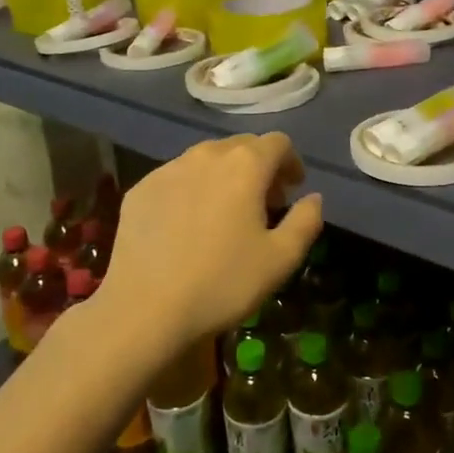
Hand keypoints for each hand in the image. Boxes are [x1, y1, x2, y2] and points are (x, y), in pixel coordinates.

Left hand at [100, 133, 323, 347]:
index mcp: (245, 165)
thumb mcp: (281, 259)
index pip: (277, 143)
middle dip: (260, 167)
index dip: (291, 162)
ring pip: (207, 159)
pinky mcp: (140, 189)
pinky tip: (188, 226)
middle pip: (242, 146)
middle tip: (264, 204)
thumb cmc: (222, 283)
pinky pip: (177, 177)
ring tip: (226, 213)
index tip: (292, 189)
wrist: (144, 309)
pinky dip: (192, 190)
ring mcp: (168, 169)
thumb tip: (313, 198)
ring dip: (225, 176)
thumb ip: (306, 221)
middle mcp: (206, 155)